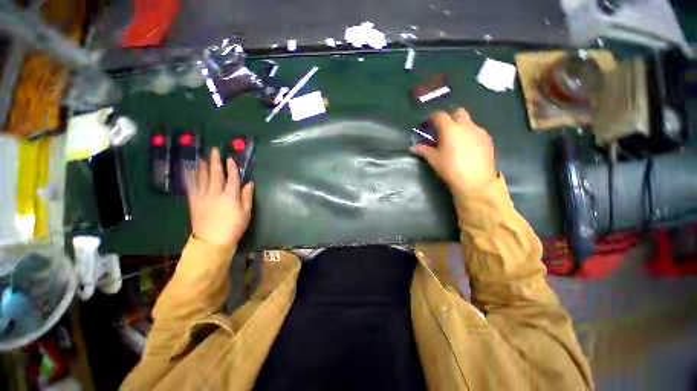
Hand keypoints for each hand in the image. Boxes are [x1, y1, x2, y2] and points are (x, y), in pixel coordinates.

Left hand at [186, 148, 253, 246]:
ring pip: (202, 177)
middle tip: (214, 150)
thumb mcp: (246, 213)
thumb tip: (249, 183)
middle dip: (215, 161)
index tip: (231, 159)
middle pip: (215, 174)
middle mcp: (215, 193)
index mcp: (230, 196)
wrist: (212, 241)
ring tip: (204, 158)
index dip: (232, 167)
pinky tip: (191, 171)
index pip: (232, 178)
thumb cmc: (234, 227)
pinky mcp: (194, 201)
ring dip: (203, 166)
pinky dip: (192, 177)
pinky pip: (192, 186)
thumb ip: (247, 197)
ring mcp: (202, 196)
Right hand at [411, 108, 495, 194]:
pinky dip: (469, 135)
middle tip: (443, 131)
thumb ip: (423, 150)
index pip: (439, 115)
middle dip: (449, 118)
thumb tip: (412, 147)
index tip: (427, 125)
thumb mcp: (434, 159)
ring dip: (460, 127)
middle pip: (458, 112)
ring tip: (455, 142)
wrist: (476, 181)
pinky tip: (467, 148)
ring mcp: (479, 131)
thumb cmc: (450, 168)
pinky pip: (476, 131)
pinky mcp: (488, 139)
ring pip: (469, 122)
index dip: (432, 118)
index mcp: (450, 129)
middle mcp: (466, 126)